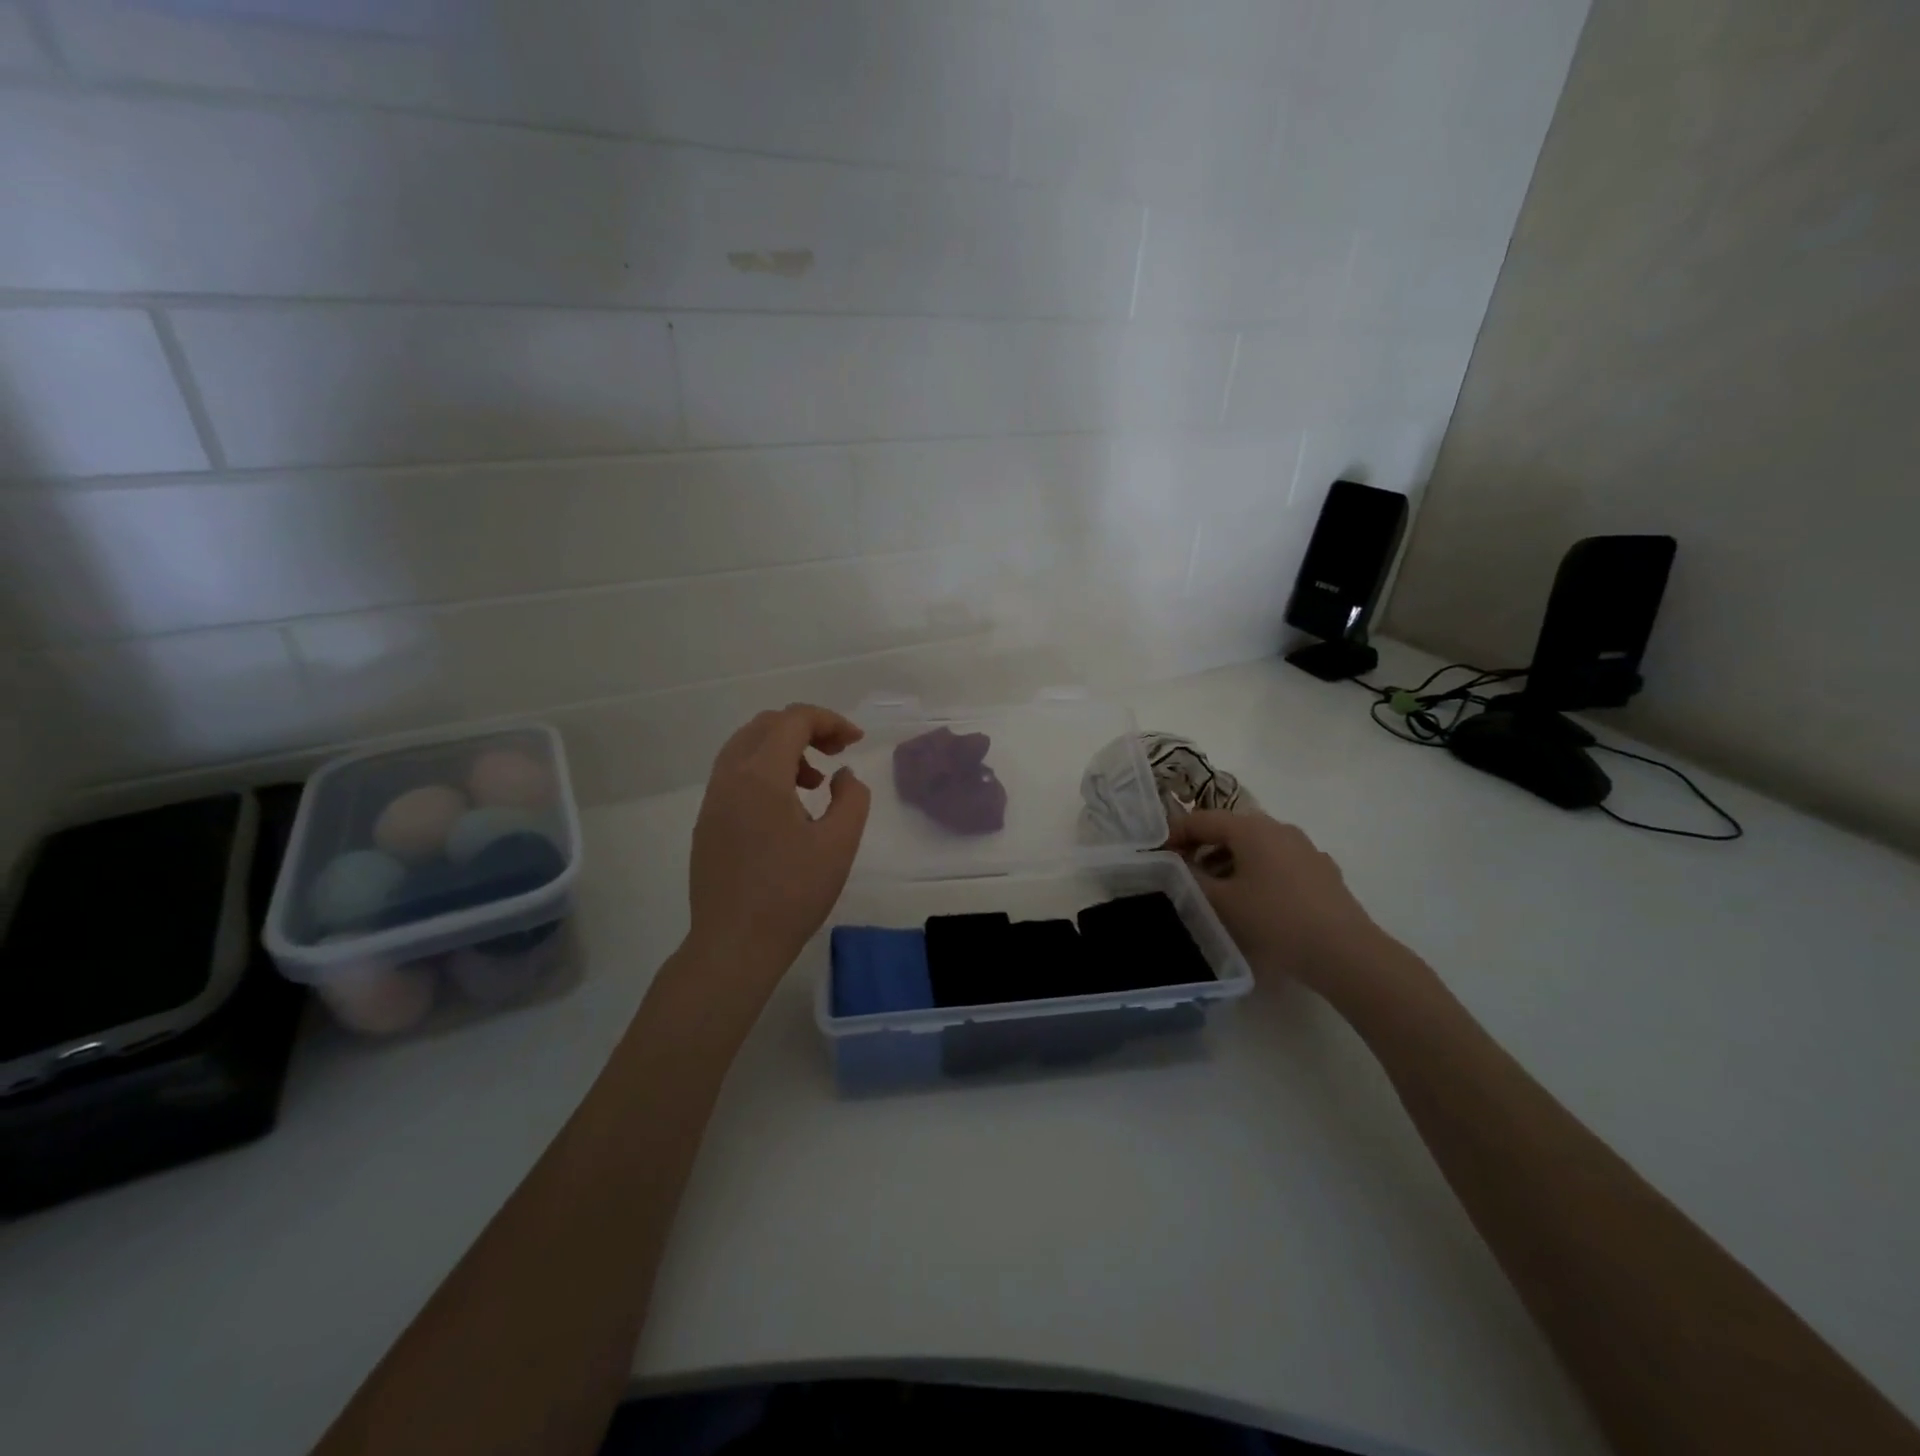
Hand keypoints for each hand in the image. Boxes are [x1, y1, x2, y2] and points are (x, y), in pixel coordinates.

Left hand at [685, 704, 870, 993]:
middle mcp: (729, 777)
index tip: (856, 742)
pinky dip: (764, 771)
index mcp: (761, 775)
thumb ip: (851, 798)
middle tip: (837, 753)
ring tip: (814, 782)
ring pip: (746, 748)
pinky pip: (735, 775)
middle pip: (766, 726)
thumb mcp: (839, 844)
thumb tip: (842, 776)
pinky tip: (786, 808)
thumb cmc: (792, 893)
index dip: (829, 721)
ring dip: (783, 750)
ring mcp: (712, 800)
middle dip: (805, 729)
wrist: (734, 945)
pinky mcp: (706, 824)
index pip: (793, 720)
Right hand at [1167, 809, 1404, 1003]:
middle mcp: (1278, 828)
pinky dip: (1258, 872)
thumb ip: (1190, 878)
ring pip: (1255, 846)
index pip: (1201, 819)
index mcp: (1250, 828)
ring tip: (1217, 891)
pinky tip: (1257, 901)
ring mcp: (1305, 848)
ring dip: (1229, 861)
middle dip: (1202, 847)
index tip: (1157, 855)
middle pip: (1229, 829)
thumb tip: (1177, 864)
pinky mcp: (1321, 871)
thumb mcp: (1221, 902)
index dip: (1174, 834)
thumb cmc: (1274, 920)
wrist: (1344, 952)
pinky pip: (1278, 862)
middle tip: (1183, 873)